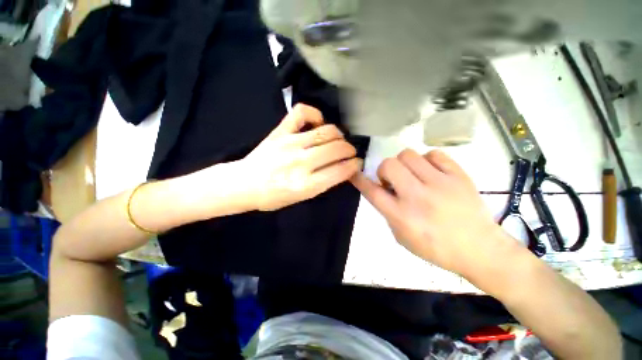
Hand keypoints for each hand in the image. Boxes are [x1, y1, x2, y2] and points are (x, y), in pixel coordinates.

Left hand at [238, 104, 361, 210]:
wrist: (244, 184)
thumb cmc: (273, 196)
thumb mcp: (302, 198)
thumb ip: (323, 183)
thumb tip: (342, 168)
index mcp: (306, 185)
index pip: (340, 170)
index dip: (354, 165)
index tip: (357, 162)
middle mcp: (301, 163)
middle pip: (337, 149)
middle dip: (350, 150)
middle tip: (349, 152)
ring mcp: (290, 144)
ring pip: (326, 131)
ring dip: (339, 135)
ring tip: (338, 140)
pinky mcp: (280, 132)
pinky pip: (301, 113)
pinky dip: (315, 114)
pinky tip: (318, 122)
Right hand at [351, 149, 518, 279]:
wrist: (480, 249)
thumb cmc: (436, 248)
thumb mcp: (402, 236)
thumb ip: (388, 211)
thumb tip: (382, 190)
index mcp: (401, 216)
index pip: (373, 191)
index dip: (359, 179)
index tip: (354, 172)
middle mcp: (417, 197)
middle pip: (389, 165)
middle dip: (385, 170)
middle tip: (393, 180)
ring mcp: (439, 184)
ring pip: (408, 155)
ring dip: (404, 164)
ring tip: (413, 175)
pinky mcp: (458, 176)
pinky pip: (433, 154)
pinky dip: (426, 160)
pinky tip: (431, 172)